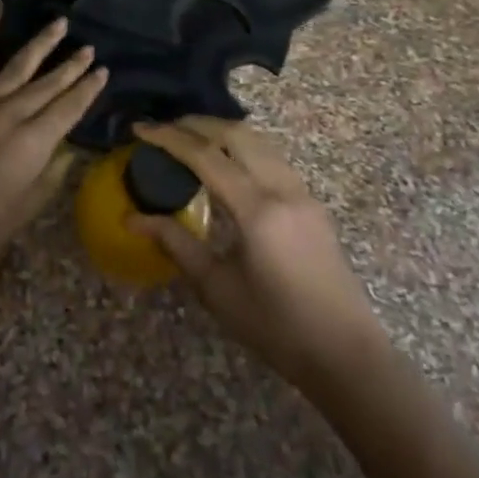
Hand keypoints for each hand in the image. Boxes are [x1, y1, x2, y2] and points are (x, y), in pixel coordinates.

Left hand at [0, 3, 107, 293]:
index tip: (103, 72)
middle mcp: (9, 117)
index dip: (87, 90)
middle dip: (70, 67)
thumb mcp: (24, 211)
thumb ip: (49, 175)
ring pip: (16, 67)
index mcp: (32, 146)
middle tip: (89, 48)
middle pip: (47, 86)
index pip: (69, 110)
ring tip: (60, 25)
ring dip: (41, 46)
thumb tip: (66, 148)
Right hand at [132, 117, 382, 391]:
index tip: (140, 129)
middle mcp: (282, 188)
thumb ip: (176, 244)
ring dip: (222, 131)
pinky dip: (243, 147)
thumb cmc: (275, 326)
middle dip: (196, 124)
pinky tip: (227, 164)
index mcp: (257, 209)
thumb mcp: (217, 288)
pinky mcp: (311, 202)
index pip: (205, 156)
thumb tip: (133, 218)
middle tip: (164, 129)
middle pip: (236, 134)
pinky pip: (272, 157)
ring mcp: (302, 192)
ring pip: (259, 141)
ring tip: (190, 138)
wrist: (345, 353)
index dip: (169, 138)